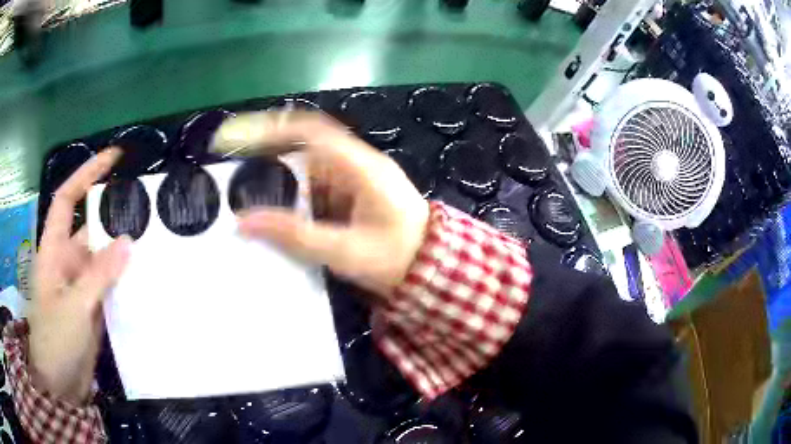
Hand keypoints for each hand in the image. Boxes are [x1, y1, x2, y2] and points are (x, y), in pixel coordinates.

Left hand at [30, 148, 130, 404]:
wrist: (60, 384)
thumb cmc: (56, 341)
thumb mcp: (74, 307)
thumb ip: (99, 275)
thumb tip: (128, 242)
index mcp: (53, 251)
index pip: (67, 200)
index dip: (87, 174)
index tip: (113, 159)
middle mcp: (66, 261)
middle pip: (89, 228)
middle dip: (112, 216)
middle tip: (145, 207)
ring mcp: (80, 285)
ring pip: (103, 259)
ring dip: (122, 252)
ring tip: (152, 241)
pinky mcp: (91, 307)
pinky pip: (109, 285)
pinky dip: (124, 280)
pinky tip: (144, 277)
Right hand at [213, 111, 429, 298]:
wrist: (432, 268)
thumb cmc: (396, 258)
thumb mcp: (345, 250)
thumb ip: (295, 235)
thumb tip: (244, 223)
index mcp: (360, 166)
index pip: (310, 131)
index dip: (270, 128)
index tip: (236, 137)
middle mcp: (355, 163)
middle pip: (303, 144)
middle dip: (266, 152)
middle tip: (230, 166)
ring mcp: (353, 176)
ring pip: (306, 166)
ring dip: (277, 176)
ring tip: (242, 189)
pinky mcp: (350, 192)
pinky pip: (314, 184)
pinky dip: (291, 193)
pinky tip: (273, 208)